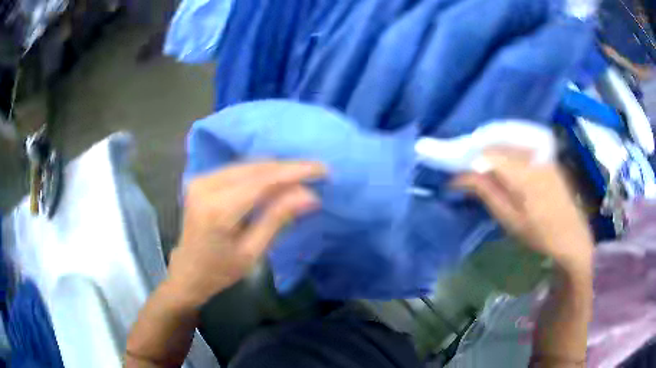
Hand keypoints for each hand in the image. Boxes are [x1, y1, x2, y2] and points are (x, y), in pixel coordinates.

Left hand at [166, 161, 325, 308]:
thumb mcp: (252, 252)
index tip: (322, 169)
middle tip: (316, 175)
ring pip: (248, 165)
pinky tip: (276, 180)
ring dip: (276, 169)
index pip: (263, 180)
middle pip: (256, 167)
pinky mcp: (202, 179)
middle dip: (288, 169)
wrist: (188, 272)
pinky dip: (260, 172)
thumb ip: (278, 219)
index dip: (295, 172)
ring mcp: (202, 179)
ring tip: (300, 178)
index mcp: (218, 209)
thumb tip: (310, 196)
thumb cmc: (220, 271)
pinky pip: (238, 169)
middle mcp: (207, 185)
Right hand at [454, 148, 593, 274]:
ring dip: (492, 153)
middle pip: (497, 145)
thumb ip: (487, 193)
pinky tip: (503, 168)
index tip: (455, 178)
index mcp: (523, 173)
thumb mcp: (511, 219)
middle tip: (465, 173)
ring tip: (481, 170)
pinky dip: (506, 154)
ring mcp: (542, 155)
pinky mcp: (547, 157)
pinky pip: (521, 147)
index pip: (488, 155)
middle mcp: (532, 156)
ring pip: (509, 144)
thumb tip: (461, 177)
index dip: (468, 162)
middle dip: (478, 155)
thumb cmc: (540, 234)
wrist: (572, 236)